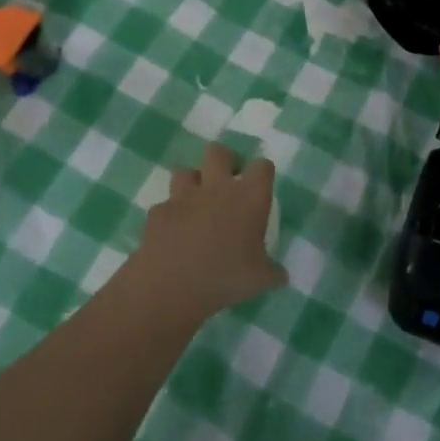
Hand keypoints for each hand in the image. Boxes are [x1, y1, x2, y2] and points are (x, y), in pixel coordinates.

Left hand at [130, 143, 285, 321]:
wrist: (171, 287)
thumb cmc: (225, 278)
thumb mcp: (261, 280)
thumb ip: (273, 272)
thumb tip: (281, 276)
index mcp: (249, 198)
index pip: (262, 166)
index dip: (262, 173)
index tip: (261, 187)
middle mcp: (217, 188)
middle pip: (219, 152)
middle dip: (224, 161)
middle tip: (228, 184)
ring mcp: (183, 198)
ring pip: (185, 171)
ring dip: (193, 183)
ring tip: (197, 204)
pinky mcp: (158, 213)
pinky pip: (165, 205)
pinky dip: (170, 215)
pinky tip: (173, 233)